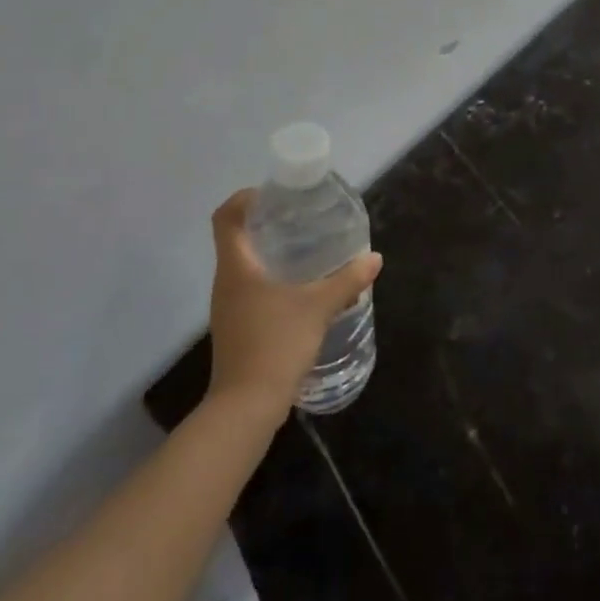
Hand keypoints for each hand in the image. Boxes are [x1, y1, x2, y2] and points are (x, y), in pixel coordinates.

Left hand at [205, 189, 381, 419]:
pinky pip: (250, 290)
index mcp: (236, 267)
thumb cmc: (276, 344)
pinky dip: (271, 279)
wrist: (246, 407)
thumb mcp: (318, 307)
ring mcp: (228, 308)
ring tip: (304, 248)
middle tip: (299, 217)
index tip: (273, 194)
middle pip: (235, 239)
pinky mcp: (237, 328)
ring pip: (244, 266)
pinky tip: (299, 289)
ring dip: (269, 253)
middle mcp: (226, 282)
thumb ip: (347, 280)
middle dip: (264, 223)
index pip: (225, 218)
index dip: (244, 199)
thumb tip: (374, 259)